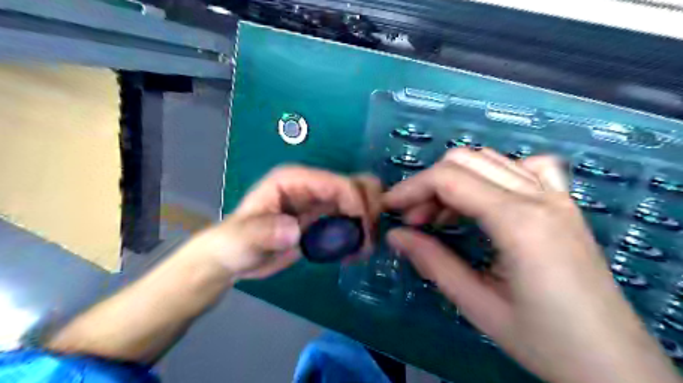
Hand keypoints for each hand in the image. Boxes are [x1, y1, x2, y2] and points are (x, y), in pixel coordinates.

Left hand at [178, 166, 380, 279]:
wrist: (236, 257)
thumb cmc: (234, 243)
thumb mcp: (242, 239)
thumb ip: (262, 232)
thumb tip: (294, 230)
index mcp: (294, 179)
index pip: (336, 182)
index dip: (355, 202)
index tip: (362, 232)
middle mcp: (313, 185)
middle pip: (356, 183)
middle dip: (370, 207)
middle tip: (369, 240)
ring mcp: (321, 201)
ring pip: (361, 199)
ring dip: (370, 221)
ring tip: (363, 249)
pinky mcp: (326, 217)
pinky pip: (355, 218)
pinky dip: (362, 232)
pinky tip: (355, 253)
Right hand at [383, 148, 679, 382]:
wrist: (613, 363)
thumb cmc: (544, 340)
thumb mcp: (477, 304)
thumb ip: (432, 262)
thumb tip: (394, 236)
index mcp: (519, 222)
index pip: (450, 179)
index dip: (411, 188)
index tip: (389, 207)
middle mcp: (540, 197)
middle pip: (466, 161)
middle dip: (429, 184)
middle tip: (414, 220)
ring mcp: (557, 196)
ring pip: (492, 159)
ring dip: (456, 180)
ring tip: (442, 215)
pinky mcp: (564, 204)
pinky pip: (528, 167)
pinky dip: (496, 173)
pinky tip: (488, 198)